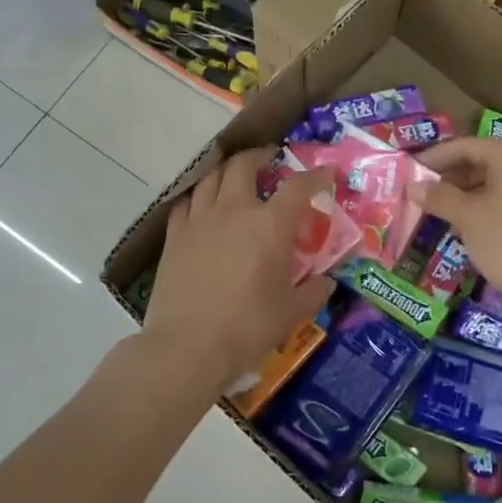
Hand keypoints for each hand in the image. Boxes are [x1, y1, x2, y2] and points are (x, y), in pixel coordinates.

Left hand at [145, 149, 335, 394]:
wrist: (187, 346)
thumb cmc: (247, 329)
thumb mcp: (291, 313)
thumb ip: (313, 291)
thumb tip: (327, 282)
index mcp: (269, 225)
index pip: (298, 187)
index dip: (316, 176)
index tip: (326, 174)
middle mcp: (233, 211)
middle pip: (244, 165)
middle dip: (261, 156)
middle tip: (271, 159)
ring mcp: (199, 220)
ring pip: (211, 177)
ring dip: (228, 170)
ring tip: (236, 176)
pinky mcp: (174, 237)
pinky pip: (186, 203)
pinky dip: (200, 196)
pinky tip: (203, 206)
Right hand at [413, 138, 501, 301]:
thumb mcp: (467, 216)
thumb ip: (438, 197)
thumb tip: (412, 187)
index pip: (463, 146)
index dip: (433, 158)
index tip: (407, 171)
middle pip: (476, 161)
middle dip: (445, 176)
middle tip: (416, 191)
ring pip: (486, 182)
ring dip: (458, 194)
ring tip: (430, 208)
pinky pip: (497, 200)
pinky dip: (475, 207)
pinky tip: (454, 223)